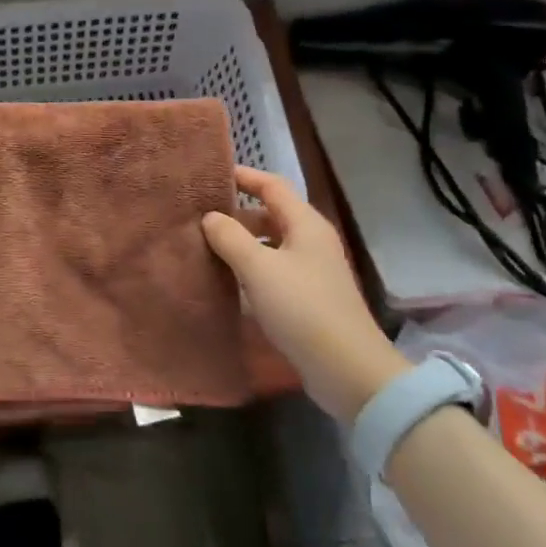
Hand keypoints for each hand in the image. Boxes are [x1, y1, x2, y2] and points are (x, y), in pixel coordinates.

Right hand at [201, 166, 407, 426]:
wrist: (347, 369)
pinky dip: (250, 267)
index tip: (209, 176)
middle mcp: (311, 241)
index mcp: (305, 224)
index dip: (242, 177)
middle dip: (236, 213)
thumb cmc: (302, 308)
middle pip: (270, 214)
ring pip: (270, 244)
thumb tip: (210, 217)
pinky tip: (227, 280)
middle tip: (198, 217)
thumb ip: (230, 237)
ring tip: (205, 247)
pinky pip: (273, 269)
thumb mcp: (258, 268)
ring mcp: (312, 270)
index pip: (271, 186)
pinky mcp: (308, 297)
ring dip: (241, 243)